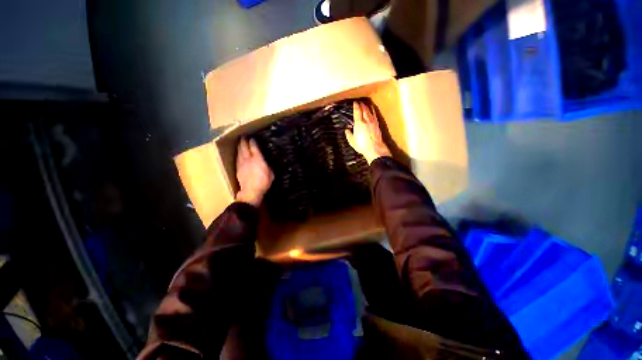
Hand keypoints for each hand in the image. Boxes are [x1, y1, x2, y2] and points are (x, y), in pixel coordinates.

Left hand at [235, 138, 273, 206]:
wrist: (251, 191)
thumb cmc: (263, 183)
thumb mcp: (271, 174)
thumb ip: (268, 166)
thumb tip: (266, 162)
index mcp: (258, 159)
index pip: (254, 147)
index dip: (253, 142)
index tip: (252, 138)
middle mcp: (248, 159)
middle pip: (244, 147)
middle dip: (244, 141)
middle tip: (244, 137)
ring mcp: (242, 163)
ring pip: (240, 152)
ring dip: (240, 146)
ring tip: (240, 142)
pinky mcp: (238, 168)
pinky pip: (237, 158)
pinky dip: (238, 153)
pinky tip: (239, 153)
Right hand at [345, 101, 391, 163]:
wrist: (375, 148)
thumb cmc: (362, 146)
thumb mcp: (352, 142)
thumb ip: (349, 135)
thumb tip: (347, 130)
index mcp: (359, 123)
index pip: (357, 111)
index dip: (356, 106)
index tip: (354, 103)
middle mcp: (366, 120)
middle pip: (364, 109)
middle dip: (362, 105)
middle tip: (359, 102)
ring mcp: (373, 122)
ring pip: (370, 111)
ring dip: (367, 107)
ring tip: (365, 105)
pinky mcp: (377, 125)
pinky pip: (374, 115)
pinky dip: (372, 111)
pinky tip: (372, 111)